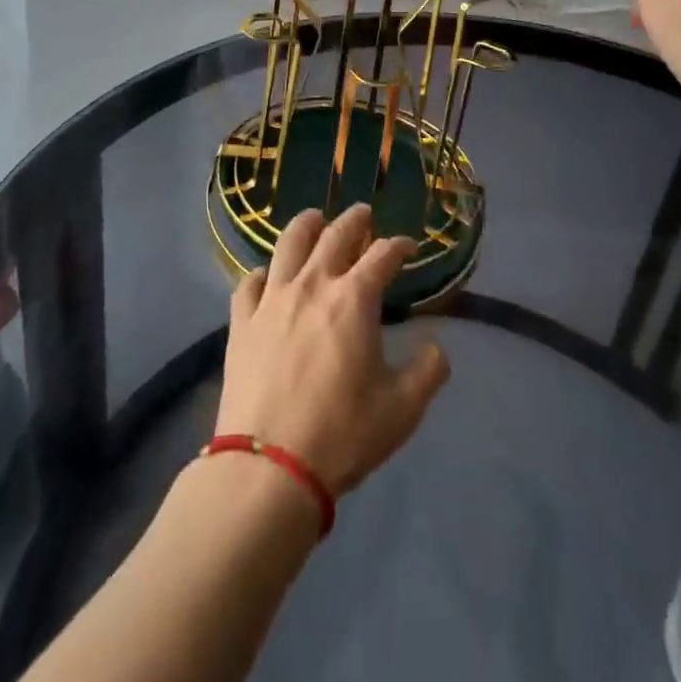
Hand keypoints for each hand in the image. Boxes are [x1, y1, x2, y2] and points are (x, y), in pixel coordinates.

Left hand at [215, 204, 449, 497]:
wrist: (270, 467)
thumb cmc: (342, 434)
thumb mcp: (402, 410)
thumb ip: (428, 372)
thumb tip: (438, 348)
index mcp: (354, 299)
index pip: (382, 254)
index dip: (399, 245)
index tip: (408, 247)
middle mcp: (313, 284)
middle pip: (335, 234)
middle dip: (355, 220)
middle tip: (364, 214)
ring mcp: (272, 299)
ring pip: (288, 243)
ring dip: (306, 225)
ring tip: (315, 219)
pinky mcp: (242, 321)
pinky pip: (250, 282)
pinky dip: (263, 272)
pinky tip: (268, 276)